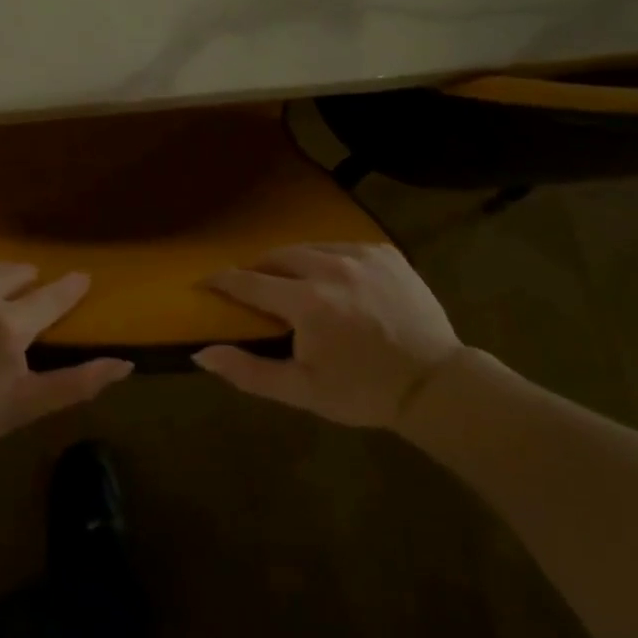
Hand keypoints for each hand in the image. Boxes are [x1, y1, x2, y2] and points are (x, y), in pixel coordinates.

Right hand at [193, 243, 462, 428]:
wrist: (436, 384)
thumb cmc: (363, 392)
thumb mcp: (303, 391)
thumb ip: (249, 371)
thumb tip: (202, 353)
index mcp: (308, 303)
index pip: (248, 282)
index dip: (221, 281)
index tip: (203, 281)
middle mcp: (330, 268)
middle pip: (276, 256)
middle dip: (257, 270)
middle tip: (252, 288)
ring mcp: (360, 255)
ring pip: (307, 247)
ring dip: (290, 262)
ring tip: (289, 282)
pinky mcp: (383, 251)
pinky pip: (339, 245)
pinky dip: (325, 259)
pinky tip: (331, 280)